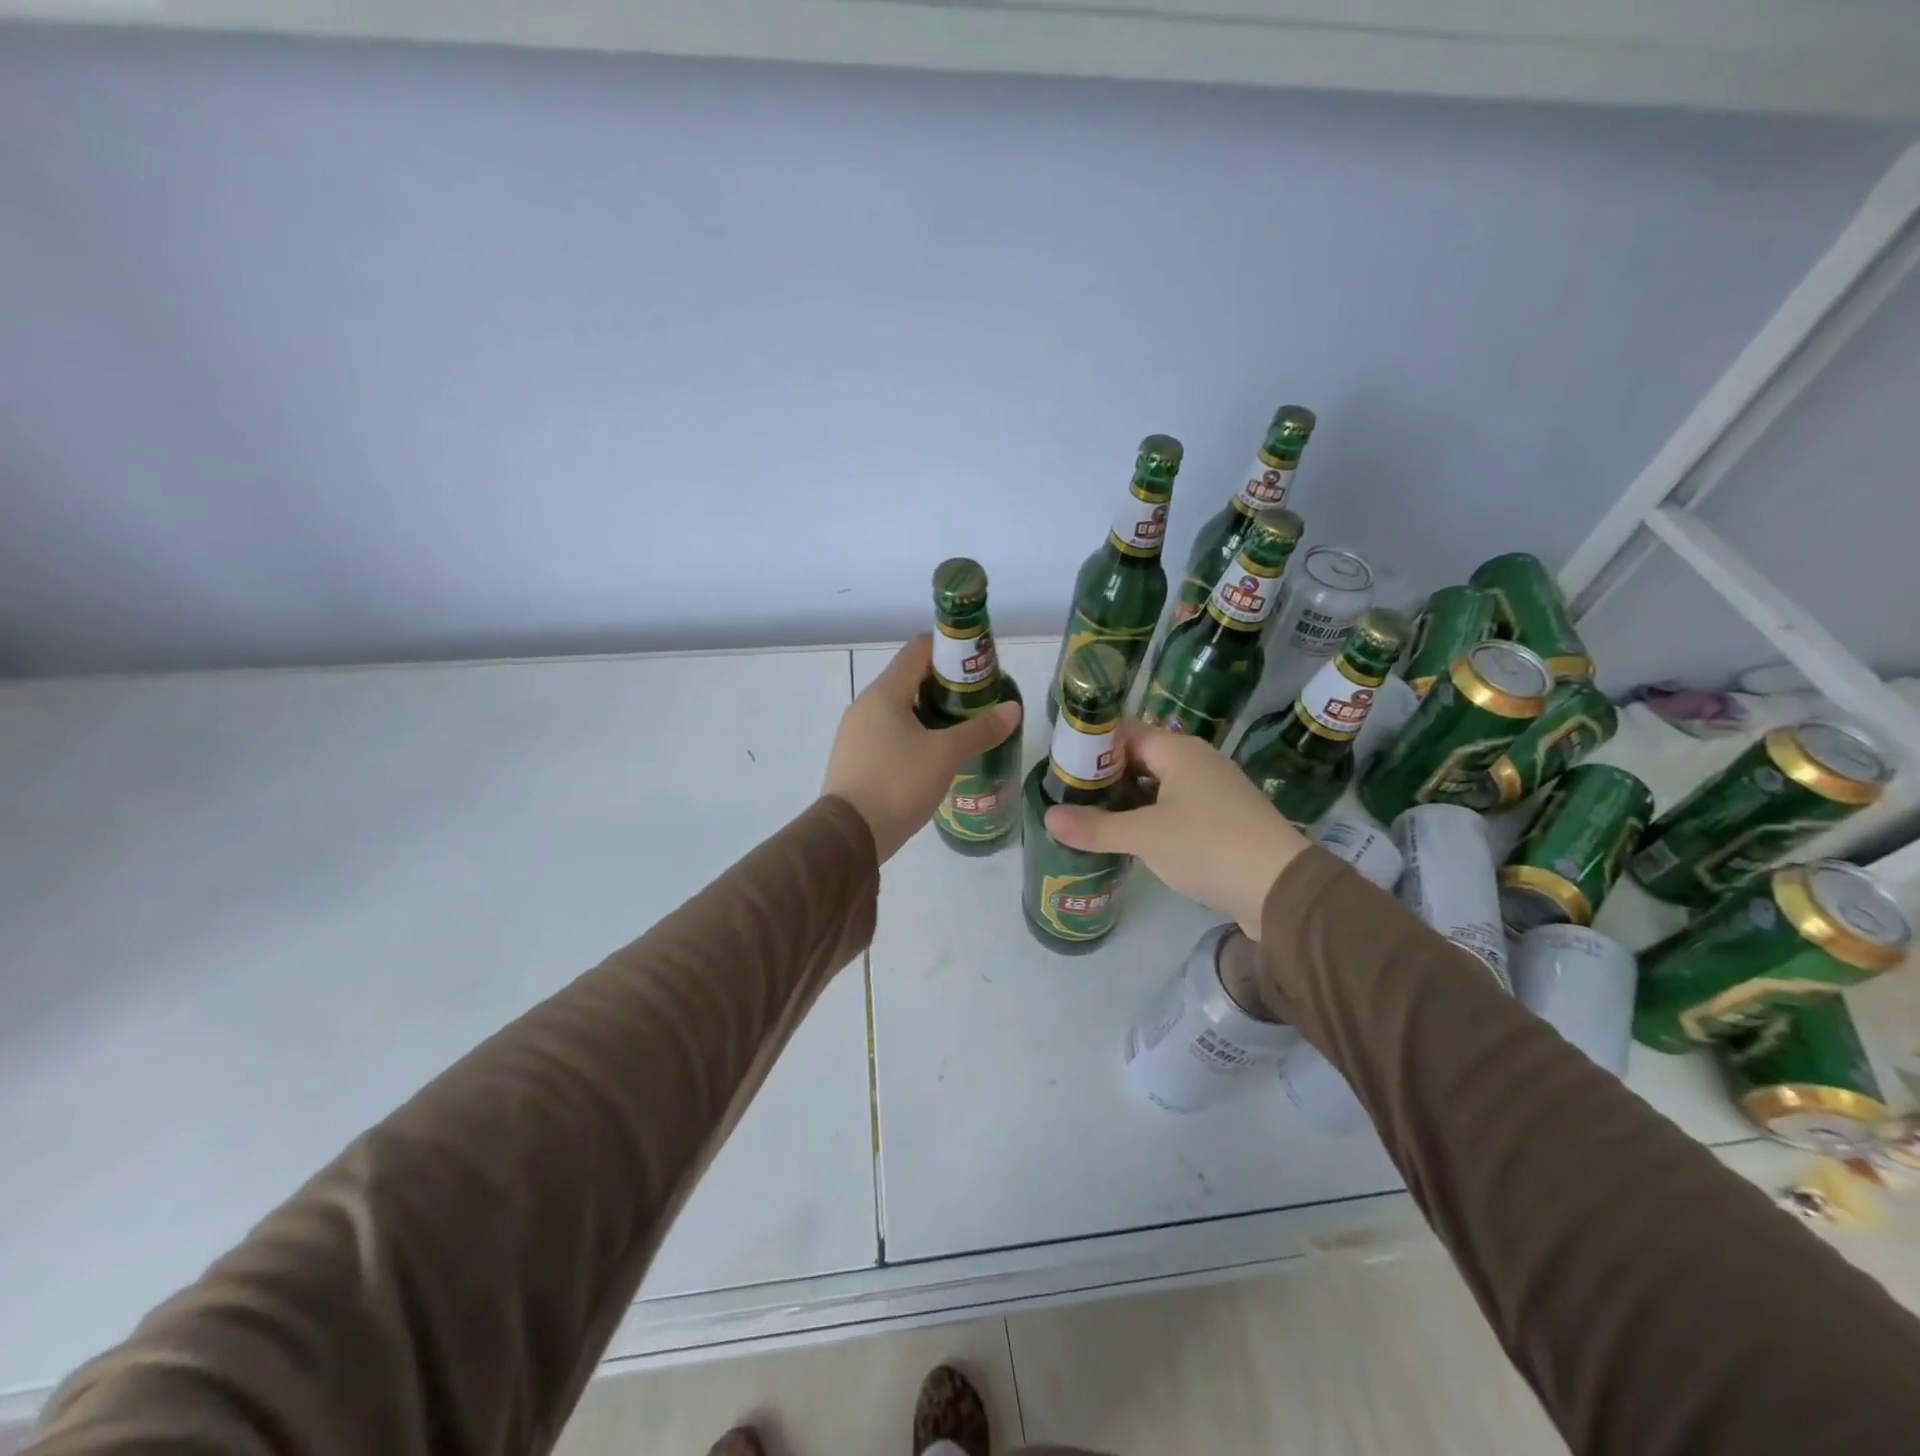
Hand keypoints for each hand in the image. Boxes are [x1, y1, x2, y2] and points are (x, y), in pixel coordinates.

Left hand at [822, 635, 1021, 863]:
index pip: (918, 649)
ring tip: (963, 729)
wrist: (849, 835)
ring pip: (900, 709)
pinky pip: (889, 734)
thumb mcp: (945, 755)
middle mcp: (866, 705)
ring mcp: (856, 733)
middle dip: (946, 685)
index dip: (951, 650)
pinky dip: (914, 735)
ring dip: (931, 713)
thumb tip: (1013, 709)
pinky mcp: (856, 759)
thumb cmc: (897, 783)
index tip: (979, 666)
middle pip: (910, 678)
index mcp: (884, 692)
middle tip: (979, 701)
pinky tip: (935, 756)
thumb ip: (980, 730)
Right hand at [1045, 721, 1306, 937]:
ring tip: (1092, 817)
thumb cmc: (1208, 847)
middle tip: (1069, 795)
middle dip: (1106, 776)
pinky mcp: (1225, 820)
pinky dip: (1151, 817)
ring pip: (1159, 785)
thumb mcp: (1144, 836)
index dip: (1092, 746)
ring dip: (1128, 799)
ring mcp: (1215, 791)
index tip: (1061, 766)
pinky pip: (1177, 808)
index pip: (1125, 732)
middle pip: (1141, 758)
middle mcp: (1198, 762)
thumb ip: (1095, 827)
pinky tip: (1132, 838)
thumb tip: (1049, 818)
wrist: (1281, 890)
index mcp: (1179, 751)